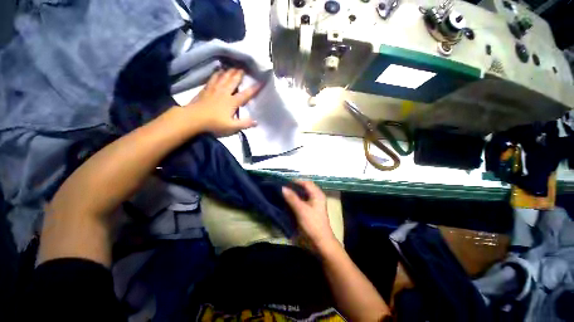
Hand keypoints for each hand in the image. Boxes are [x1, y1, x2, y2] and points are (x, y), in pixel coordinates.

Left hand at [186, 68, 259, 136]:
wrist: (194, 118)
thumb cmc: (214, 123)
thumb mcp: (232, 127)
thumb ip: (244, 124)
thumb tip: (257, 122)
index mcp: (232, 101)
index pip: (246, 94)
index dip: (254, 88)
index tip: (261, 81)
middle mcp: (224, 92)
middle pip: (233, 81)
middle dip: (240, 74)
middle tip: (244, 67)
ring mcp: (214, 89)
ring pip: (223, 77)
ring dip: (230, 71)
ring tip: (233, 66)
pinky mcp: (206, 89)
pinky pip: (213, 78)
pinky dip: (217, 74)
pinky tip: (218, 71)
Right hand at [283, 181, 338, 252]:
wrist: (320, 242)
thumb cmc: (313, 224)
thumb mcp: (301, 210)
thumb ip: (292, 198)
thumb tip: (283, 187)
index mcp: (317, 194)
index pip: (306, 183)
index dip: (296, 181)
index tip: (284, 182)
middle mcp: (316, 196)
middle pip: (304, 188)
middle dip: (294, 186)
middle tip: (283, 186)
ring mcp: (313, 203)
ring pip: (303, 194)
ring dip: (294, 193)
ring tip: (283, 192)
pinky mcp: (310, 209)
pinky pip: (302, 201)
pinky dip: (295, 199)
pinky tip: (288, 200)